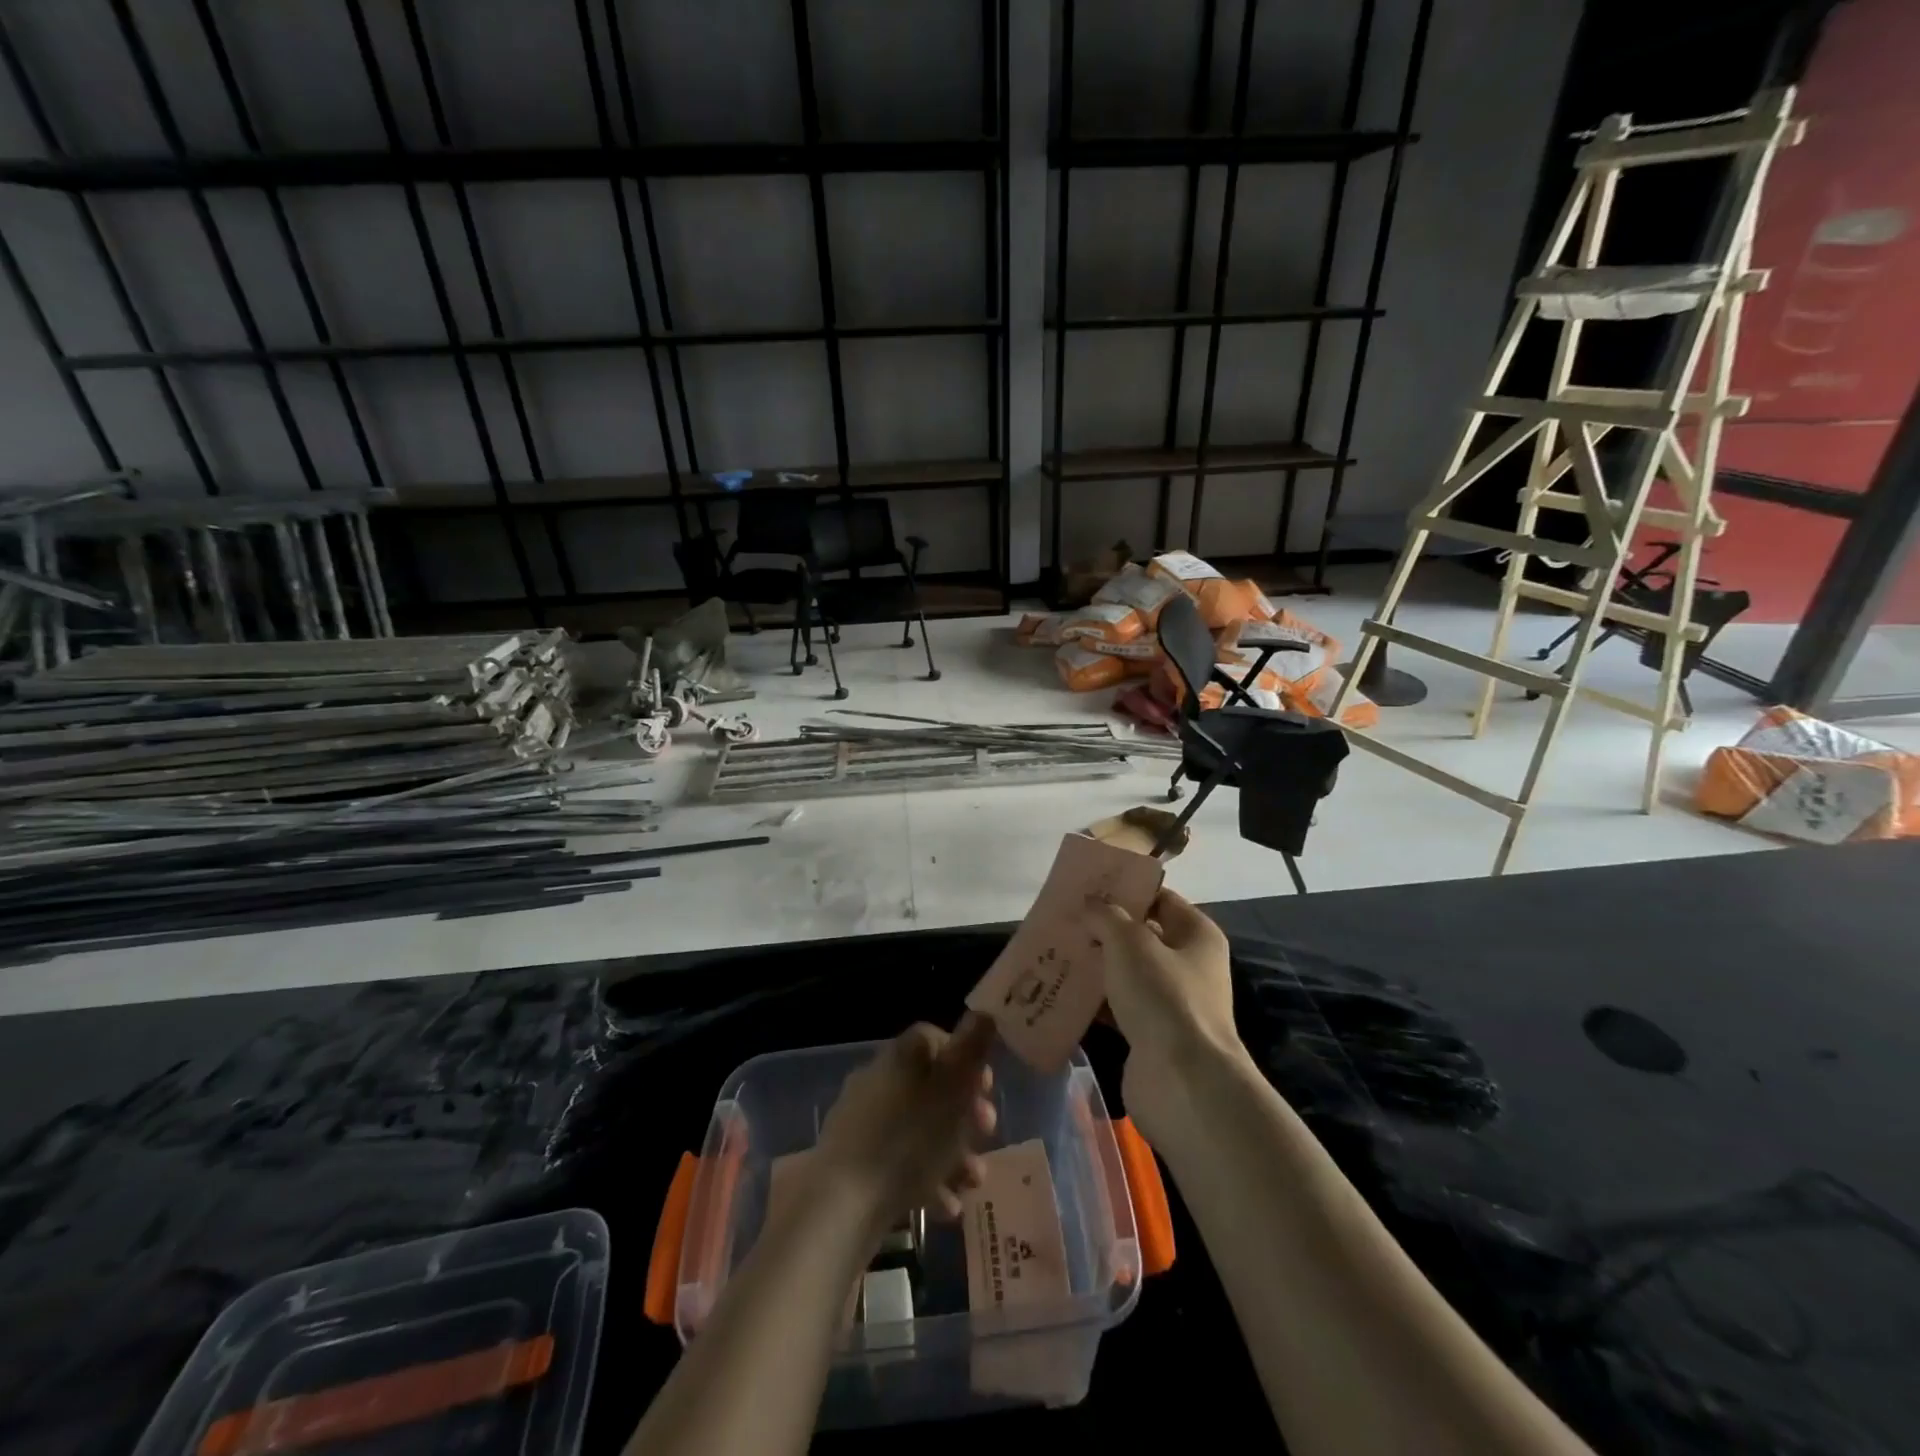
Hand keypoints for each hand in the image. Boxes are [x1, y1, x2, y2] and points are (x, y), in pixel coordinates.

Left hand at [813, 1015, 998, 1239]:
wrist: (845, 1203)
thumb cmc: (911, 1138)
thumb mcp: (954, 1087)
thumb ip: (973, 1047)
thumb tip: (984, 1011)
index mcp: (901, 1055)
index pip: (936, 1040)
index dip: (967, 1061)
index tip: (987, 1088)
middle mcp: (879, 1078)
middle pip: (931, 1087)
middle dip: (965, 1114)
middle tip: (987, 1135)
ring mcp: (864, 1120)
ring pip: (919, 1128)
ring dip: (952, 1152)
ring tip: (973, 1183)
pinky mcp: (855, 1161)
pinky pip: (899, 1161)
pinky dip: (926, 1179)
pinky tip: (945, 1208)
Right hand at [1084, 888, 1245, 1141]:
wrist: (1182, 1082)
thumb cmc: (1163, 997)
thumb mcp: (1130, 942)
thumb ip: (1106, 916)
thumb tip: (1090, 905)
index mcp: (1197, 935)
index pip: (1160, 898)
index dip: (1126, 890)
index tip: (1087, 886)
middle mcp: (1188, 965)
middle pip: (1140, 937)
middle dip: (1103, 929)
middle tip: (1064, 919)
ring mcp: (1170, 1003)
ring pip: (1125, 973)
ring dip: (1094, 965)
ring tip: (1054, 951)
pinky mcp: (1150, 1034)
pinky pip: (1117, 1007)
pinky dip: (1093, 1000)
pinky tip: (1061, 991)